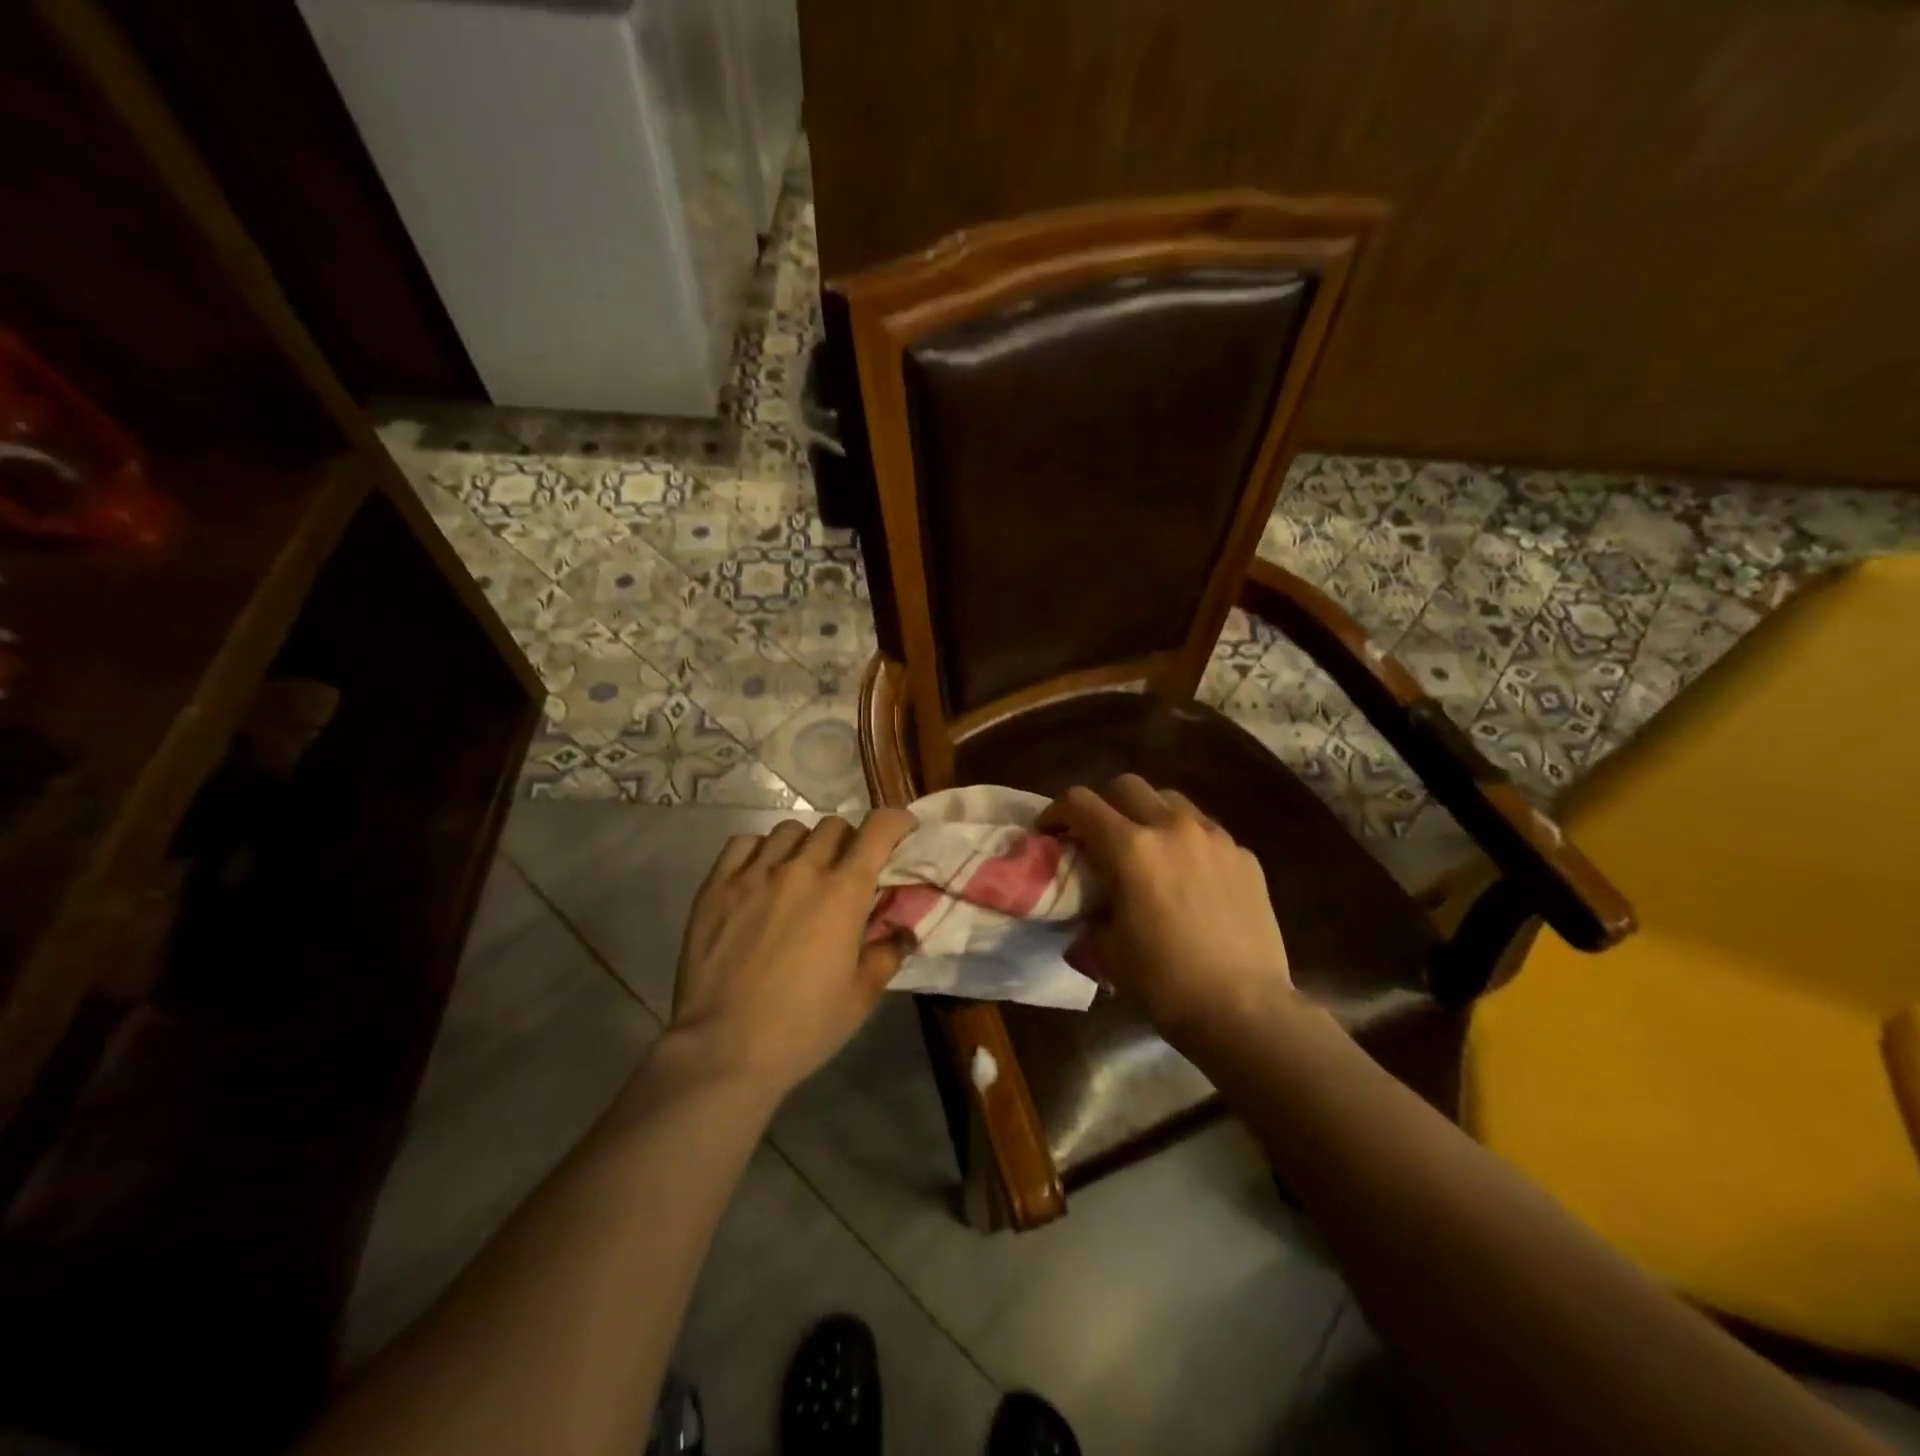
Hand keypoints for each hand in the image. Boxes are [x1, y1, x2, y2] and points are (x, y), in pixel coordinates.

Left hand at [669, 811, 917, 1096]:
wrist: (723, 1049)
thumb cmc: (803, 1027)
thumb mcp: (861, 997)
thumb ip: (887, 954)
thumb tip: (903, 930)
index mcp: (843, 892)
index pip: (878, 829)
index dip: (896, 820)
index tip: (903, 829)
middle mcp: (801, 870)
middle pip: (834, 826)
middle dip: (850, 841)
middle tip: (848, 870)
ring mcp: (754, 873)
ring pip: (790, 830)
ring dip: (806, 844)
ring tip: (802, 872)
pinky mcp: (717, 886)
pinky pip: (744, 843)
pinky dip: (761, 850)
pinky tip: (761, 874)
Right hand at [1043, 776, 1293, 1039]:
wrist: (1245, 1009)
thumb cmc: (1165, 982)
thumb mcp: (1107, 948)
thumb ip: (1091, 910)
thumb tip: (1091, 901)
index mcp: (1130, 847)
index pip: (1080, 803)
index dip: (1056, 812)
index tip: (1049, 832)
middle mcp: (1171, 827)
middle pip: (1126, 785)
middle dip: (1103, 804)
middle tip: (1097, 836)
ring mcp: (1214, 837)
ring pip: (1170, 800)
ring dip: (1147, 814)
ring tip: (1146, 847)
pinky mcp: (1244, 854)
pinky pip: (1206, 830)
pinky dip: (1186, 839)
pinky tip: (1188, 875)